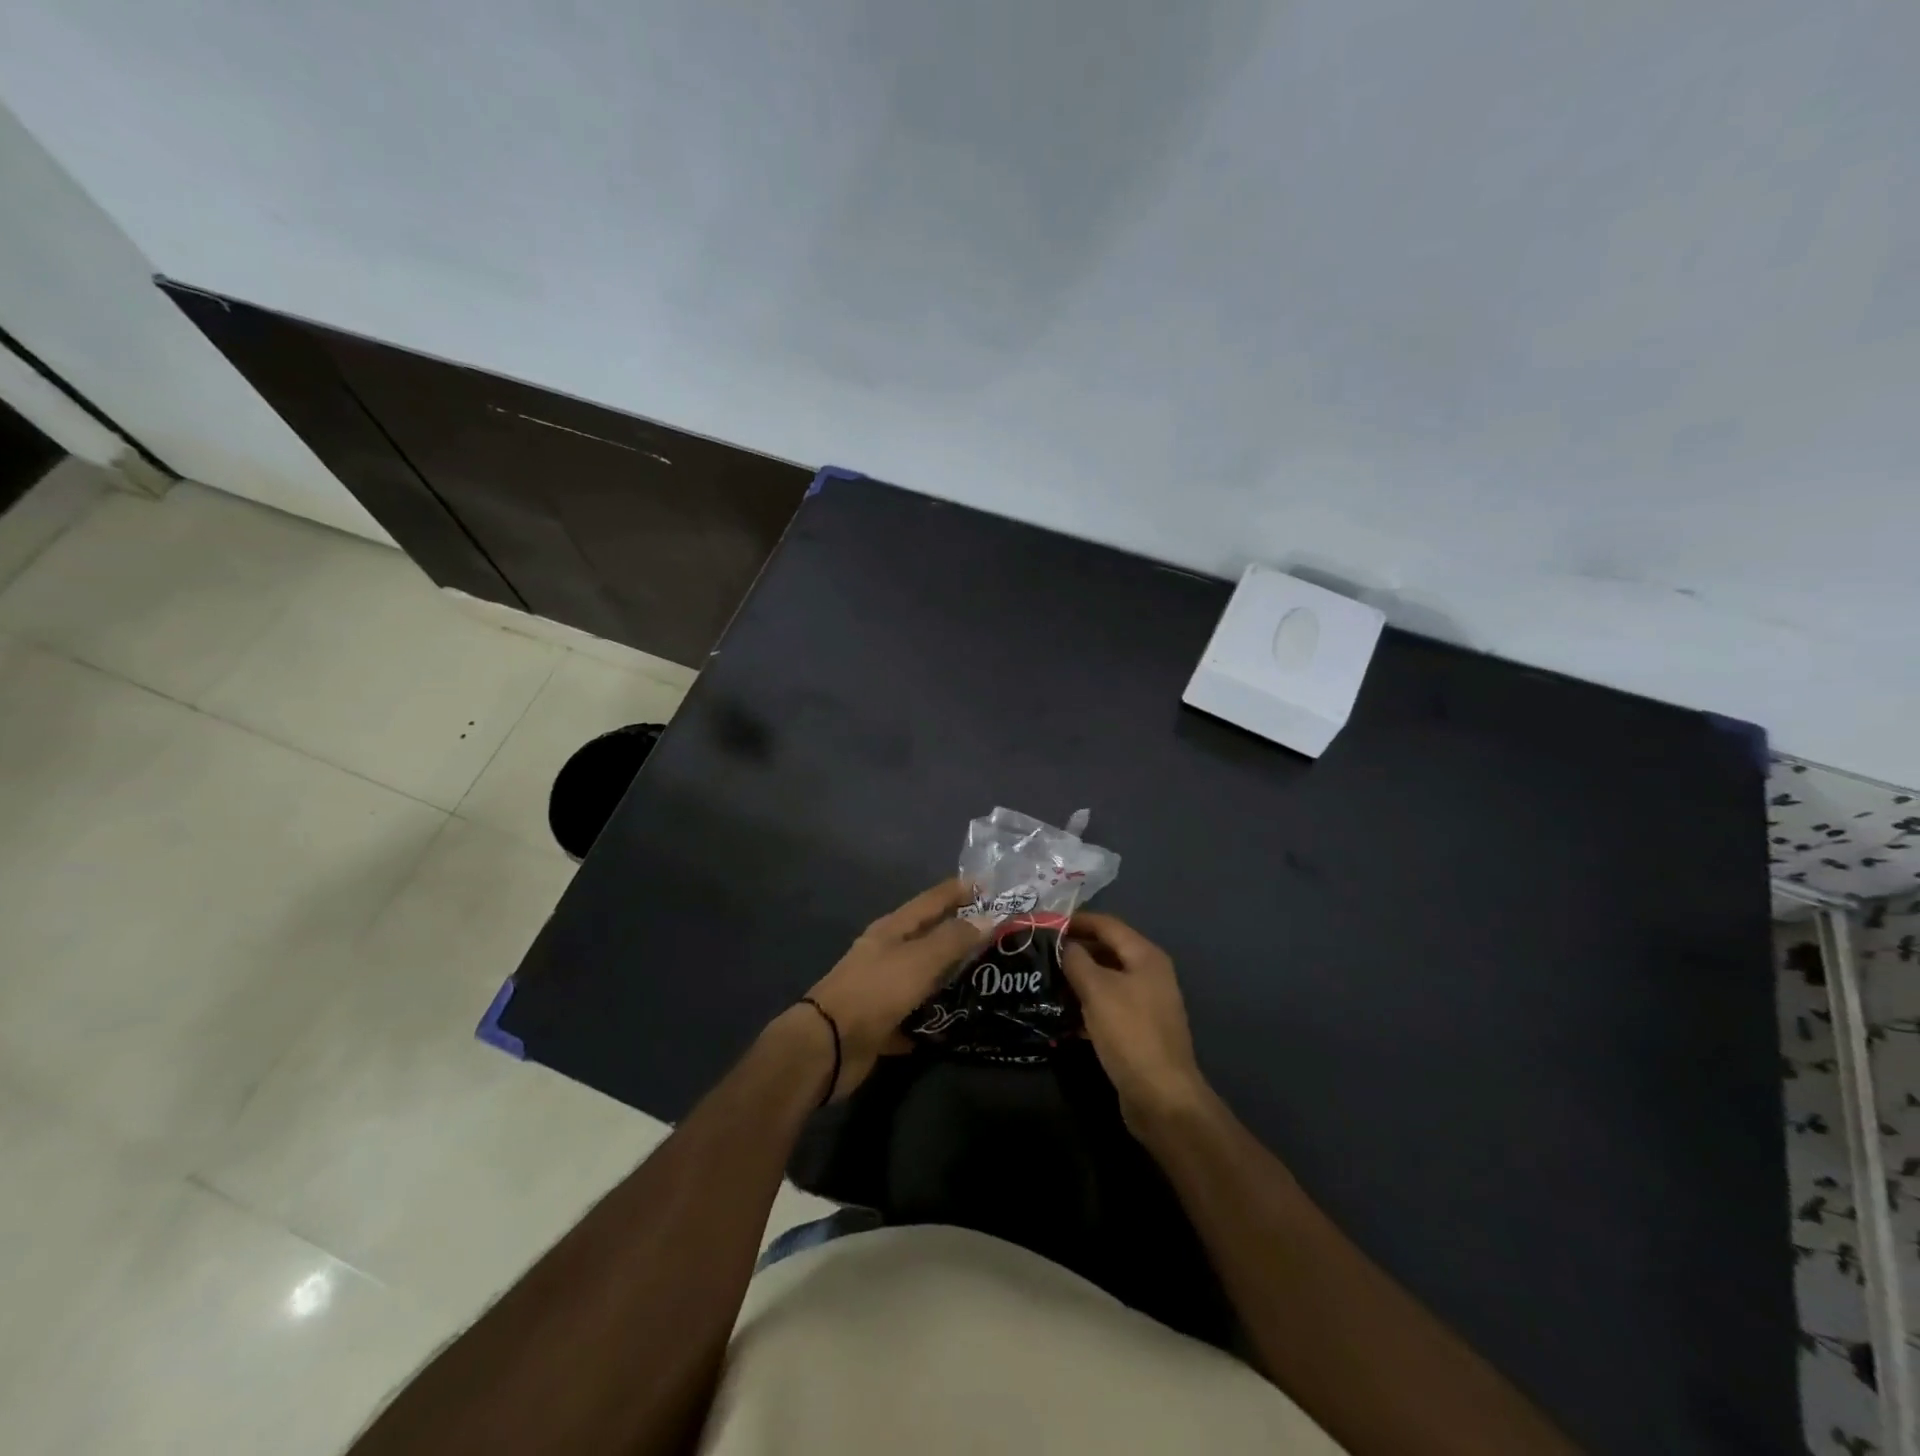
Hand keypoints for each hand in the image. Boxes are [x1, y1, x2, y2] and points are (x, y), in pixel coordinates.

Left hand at [801, 879, 988, 1099]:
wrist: (828, 1045)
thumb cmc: (875, 992)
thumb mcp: (919, 960)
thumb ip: (953, 939)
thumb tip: (990, 917)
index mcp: (892, 929)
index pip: (931, 900)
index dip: (958, 890)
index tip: (989, 885)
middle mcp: (886, 953)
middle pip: (928, 937)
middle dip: (959, 934)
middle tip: (997, 935)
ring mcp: (881, 988)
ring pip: (922, 976)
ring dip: (948, 976)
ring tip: (985, 978)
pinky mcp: (880, 1022)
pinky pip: (913, 1015)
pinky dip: (931, 1018)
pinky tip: (955, 1024)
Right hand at [1061, 913, 1208, 1131]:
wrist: (1161, 1096)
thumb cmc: (1129, 1032)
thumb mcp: (1097, 990)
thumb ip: (1077, 960)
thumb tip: (1064, 945)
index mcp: (1145, 956)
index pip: (1107, 924)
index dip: (1077, 921)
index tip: (1046, 924)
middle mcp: (1150, 974)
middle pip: (1108, 950)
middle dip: (1076, 950)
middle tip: (1041, 953)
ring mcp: (1147, 1003)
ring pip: (1106, 980)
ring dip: (1079, 979)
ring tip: (1047, 981)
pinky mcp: (1139, 1030)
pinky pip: (1109, 1006)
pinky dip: (1088, 1005)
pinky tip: (1064, 1014)